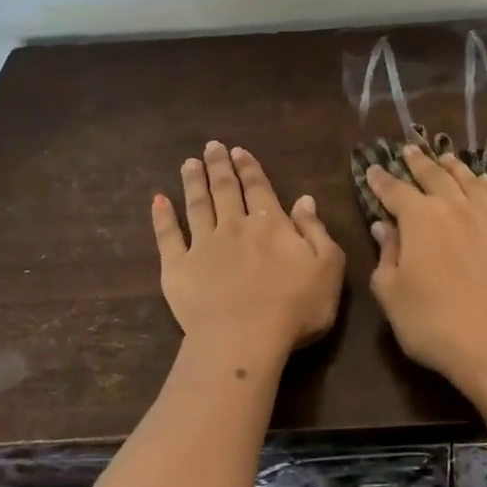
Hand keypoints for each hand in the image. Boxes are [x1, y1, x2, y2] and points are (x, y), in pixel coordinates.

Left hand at [152, 141, 344, 363]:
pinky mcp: (178, 268)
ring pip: (197, 205)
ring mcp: (203, 246)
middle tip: (211, 146)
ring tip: (189, 163)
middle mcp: (235, 227)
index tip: (238, 150)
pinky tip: (158, 200)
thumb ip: (316, 231)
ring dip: (193, 182)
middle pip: (226, 189)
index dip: (249, 168)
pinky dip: (162, 217)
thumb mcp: (327, 267)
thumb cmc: (296, 307)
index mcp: (272, 225)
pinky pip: (168, 236)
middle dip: (219, 166)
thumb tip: (305, 199)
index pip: (259, 188)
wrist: (245, 339)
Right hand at [365, 145, 486, 395]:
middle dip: (419, 163)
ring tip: (446, 158)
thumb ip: (387, 255)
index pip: (395, 191)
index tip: (374, 169)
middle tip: (409, 150)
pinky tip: (485, 182)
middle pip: (435, 177)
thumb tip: (384, 227)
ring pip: (471, 182)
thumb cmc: (432, 323)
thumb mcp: (392, 293)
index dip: (382, 180)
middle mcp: (456, 208)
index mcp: (420, 219)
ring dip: (455, 167)